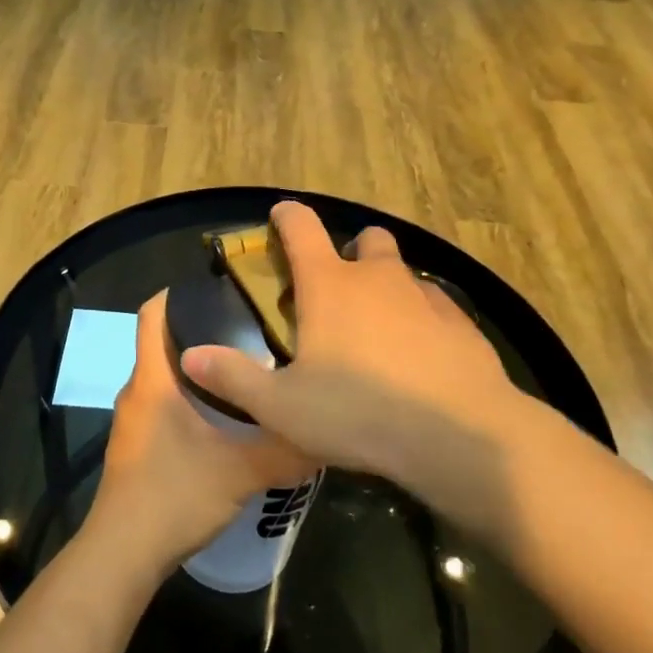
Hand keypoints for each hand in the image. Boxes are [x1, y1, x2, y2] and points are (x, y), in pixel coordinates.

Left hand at [89, 291, 312, 572]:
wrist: (123, 555)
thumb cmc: (174, 496)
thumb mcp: (240, 471)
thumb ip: (285, 449)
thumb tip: (327, 430)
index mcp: (152, 379)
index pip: (152, 313)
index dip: (178, 292)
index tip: (220, 288)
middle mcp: (137, 391)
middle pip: (164, 343)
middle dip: (203, 329)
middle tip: (251, 327)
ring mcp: (134, 420)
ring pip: (166, 377)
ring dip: (200, 369)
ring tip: (247, 368)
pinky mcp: (138, 446)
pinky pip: (164, 404)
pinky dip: (191, 399)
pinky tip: (226, 418)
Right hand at [179, 202, 528, 513]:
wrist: (459, 436)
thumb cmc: (359, 413)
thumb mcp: (281, 406)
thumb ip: (233, 378)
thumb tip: (190, 357)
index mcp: (329, 285)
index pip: (301, 227)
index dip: (286, 216)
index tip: (278, 216)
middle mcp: (378, 278)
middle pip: (365, 240)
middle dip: (350, 252)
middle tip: (336, 288)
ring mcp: (425, 297)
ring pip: (403, 272)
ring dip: (387, 286)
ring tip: (376, 328)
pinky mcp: (461, 324)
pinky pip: (436, 306)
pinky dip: (422, 318)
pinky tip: (419, 354)